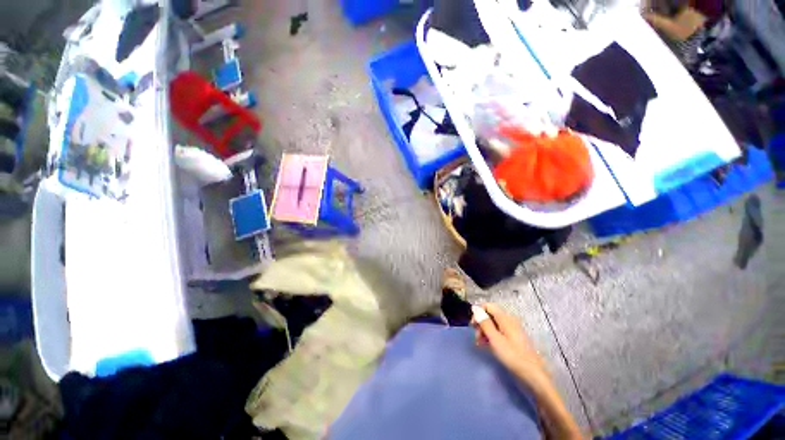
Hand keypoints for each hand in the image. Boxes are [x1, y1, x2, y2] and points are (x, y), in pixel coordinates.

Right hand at [473, 304, 549, 387]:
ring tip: (480, 344)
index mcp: (505, 318)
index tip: (473, 326)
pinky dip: (491, 336)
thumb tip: (475, 308)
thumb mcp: (495, 339)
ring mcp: (512, 330)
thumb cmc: (513, 356)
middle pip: (490, 315)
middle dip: (481, 324)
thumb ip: (484, 323)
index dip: (478, 313)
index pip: (488, 306)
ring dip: (485, 331)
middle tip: (476, 338)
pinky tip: (487, 346)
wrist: (533, 375)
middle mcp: (509, 321)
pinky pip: (499, 332)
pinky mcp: (513, 339)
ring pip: (493, 324)